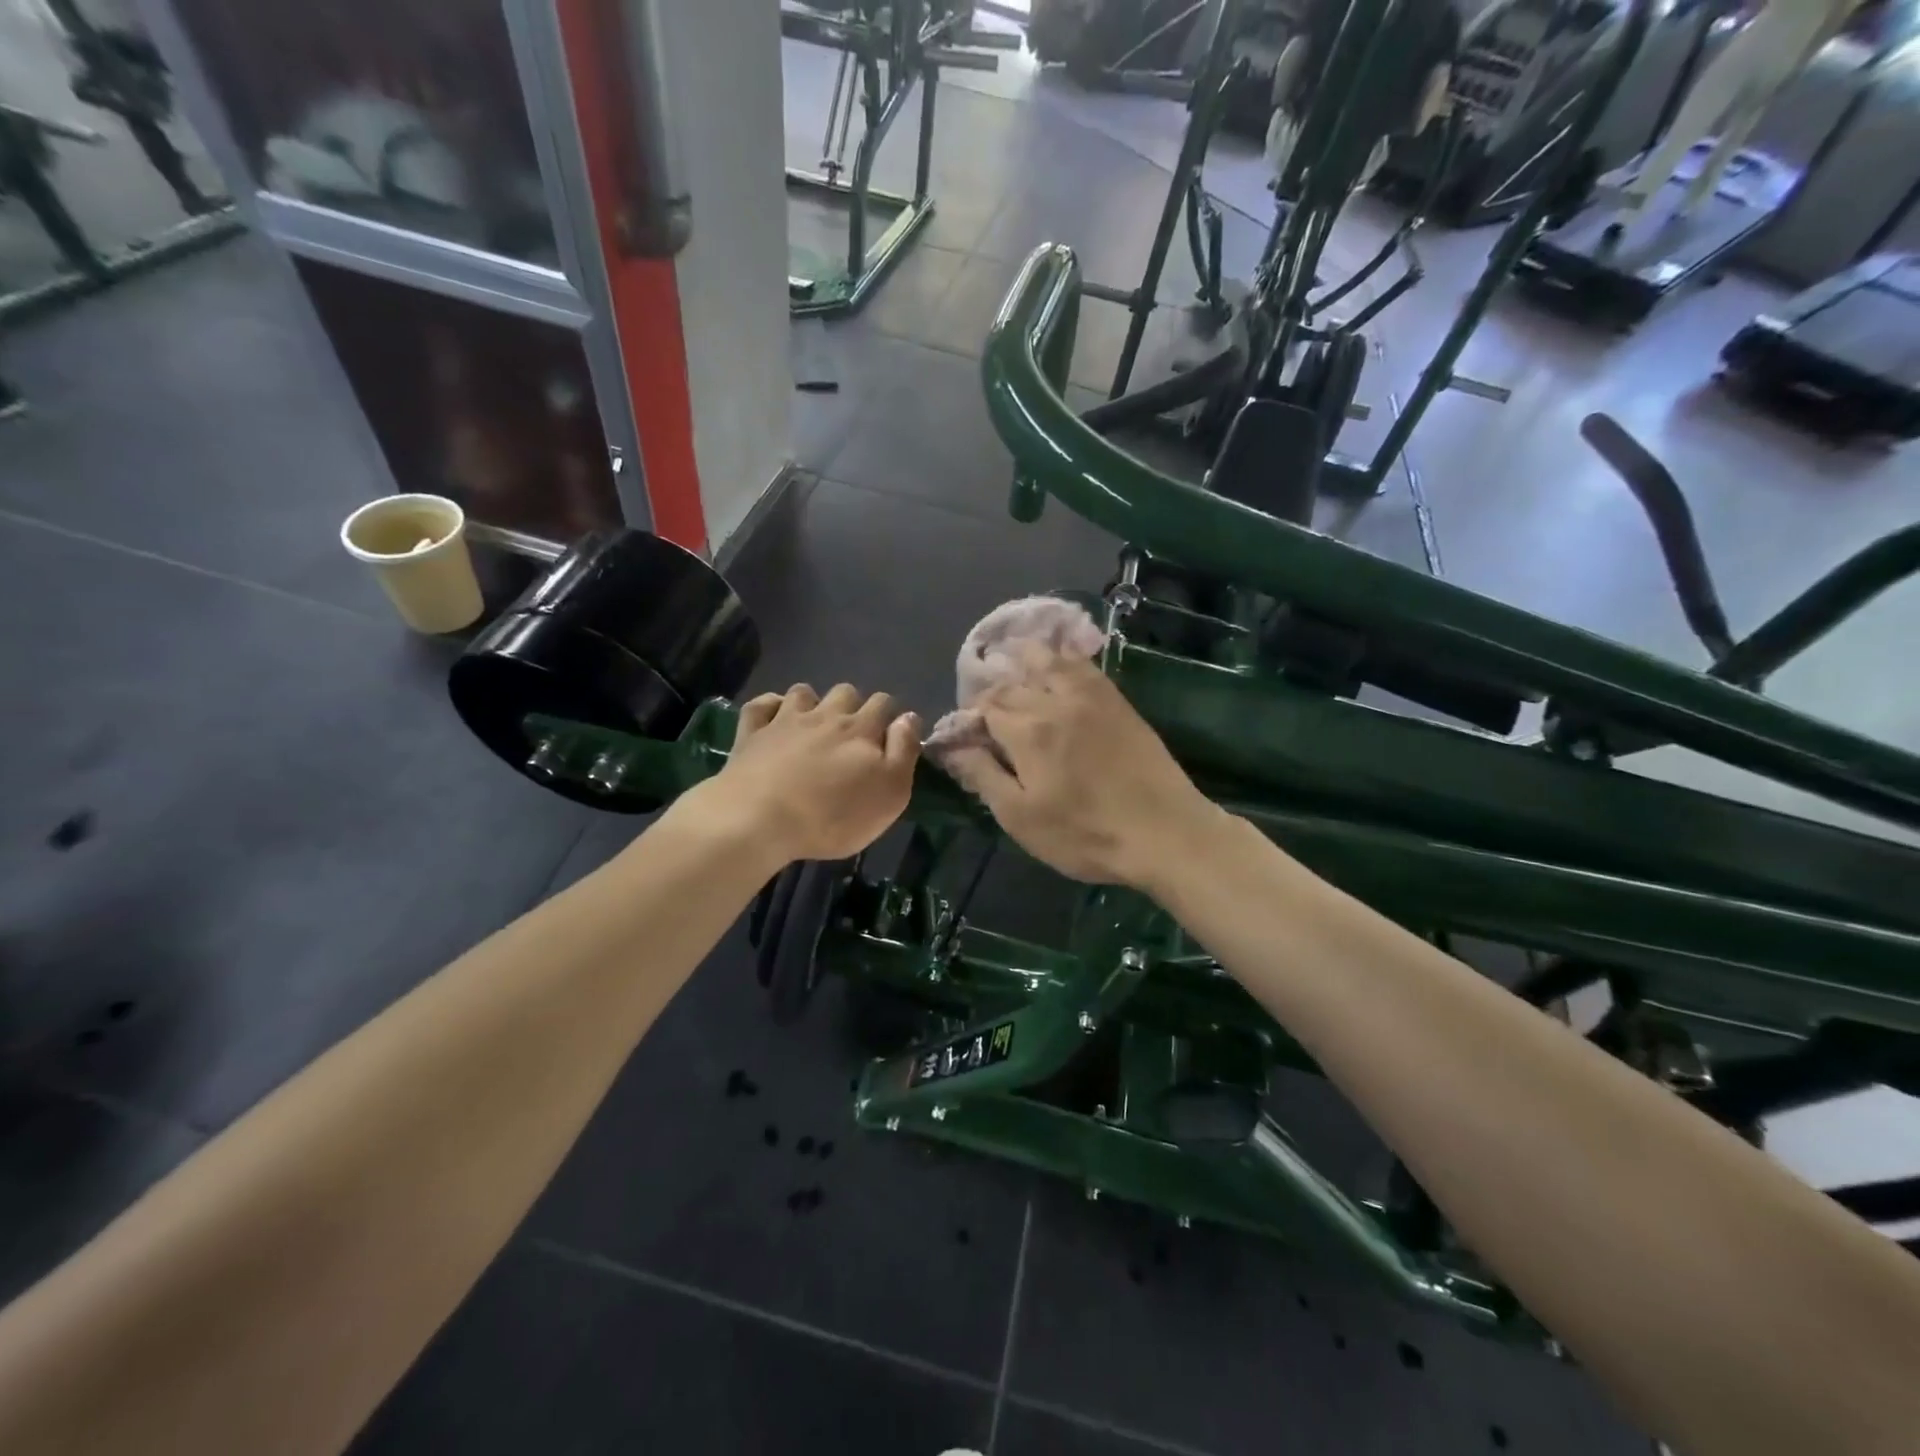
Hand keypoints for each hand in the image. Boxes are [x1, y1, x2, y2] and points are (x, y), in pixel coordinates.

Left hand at [693, 683, 919, 865]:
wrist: (760, 820)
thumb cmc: (834, 815)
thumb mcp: (890, 793)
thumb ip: (904, 751)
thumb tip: (909, 718)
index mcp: (861, 729)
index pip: (884, 703)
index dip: (889, 715)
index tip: (888, 738)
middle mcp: (825, 715)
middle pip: (845, 692)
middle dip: (852, 706)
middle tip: (850, 737)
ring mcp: (784, 721)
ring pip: (803, 693)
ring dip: (811, 703)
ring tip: (812, 727)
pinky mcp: (751, 734)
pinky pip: (760, 705)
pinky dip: (769, 707)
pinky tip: (773, 720)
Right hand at [941, 650, 1219, 890]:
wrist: (1164, 832)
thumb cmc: (1085, 834)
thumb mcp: (1021, 818)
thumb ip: (983, 776)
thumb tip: (951, 747)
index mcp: (1026, 732)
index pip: (985, 707)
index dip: (970, 717)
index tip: (968, 735)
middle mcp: (1054, 702)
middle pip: (1012, 684)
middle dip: (992, 691)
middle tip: (988, 710)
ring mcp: (1090, 697)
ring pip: (1048, 661)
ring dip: (1024, 659)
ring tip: (1012, 659)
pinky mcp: (1117, 701)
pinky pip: (1084, 665)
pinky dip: (1063, 656)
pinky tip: (1059, 658)